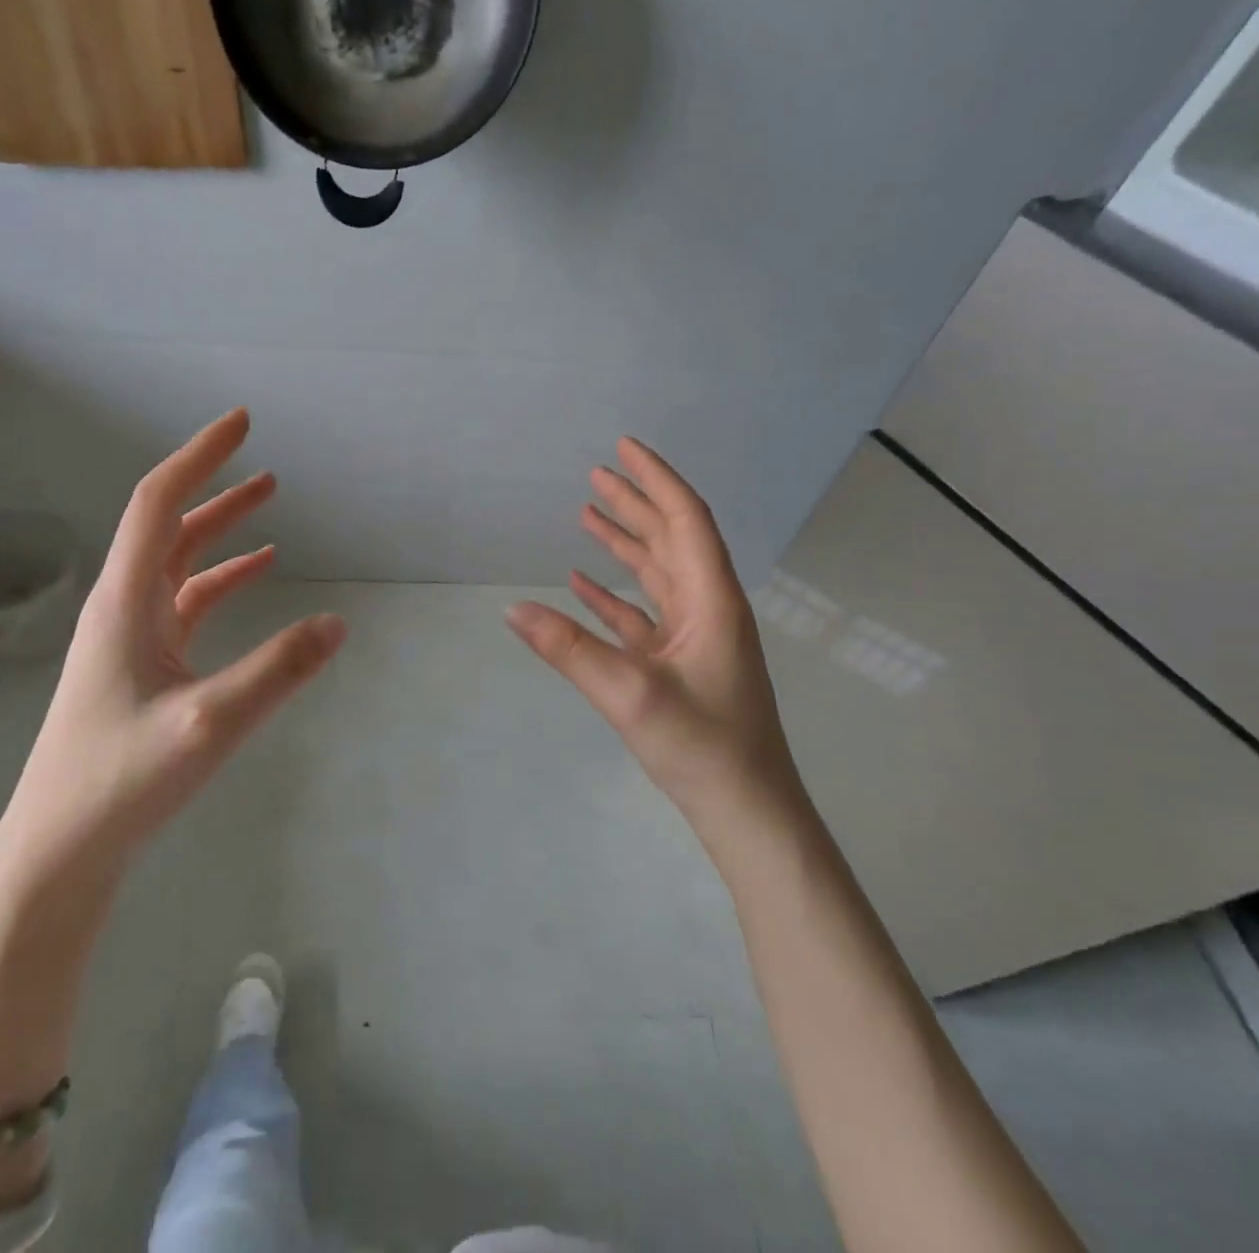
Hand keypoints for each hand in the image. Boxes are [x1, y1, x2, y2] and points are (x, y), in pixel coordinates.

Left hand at [14, 409, 344, 858]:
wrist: (58, 850)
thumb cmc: (119, 780)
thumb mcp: (209, 723)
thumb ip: (278, 671)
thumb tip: (338, 623)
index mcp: (125, 601)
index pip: (159, 503)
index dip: (199, 456)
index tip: (241, 423)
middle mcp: (124, 607)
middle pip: (170, 526)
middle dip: (217, 487)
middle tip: (264, 461)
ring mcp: (131, 638)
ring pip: (180, 563)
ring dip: (222, 530)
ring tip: (269, 502)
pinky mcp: (142, 666)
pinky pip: (188, 604)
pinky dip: (223, 580)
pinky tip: (256, 576)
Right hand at [506, 437, 801, 831]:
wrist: (746, 810)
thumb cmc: (703, 746)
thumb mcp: (630, 695)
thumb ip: (570, 649)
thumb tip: (512, 609)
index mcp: (710, 599)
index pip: (684, 520)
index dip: (656, 480)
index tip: (624, 448)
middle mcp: (706, 607)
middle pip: (669, 538)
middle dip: (635, 502)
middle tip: (596, 473)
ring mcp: (694, 636)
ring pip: (656, 573)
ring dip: (624, 542)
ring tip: (587, 512)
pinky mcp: (679, 663)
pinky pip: (642, 613)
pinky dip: (614, 594)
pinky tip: (583, 583)